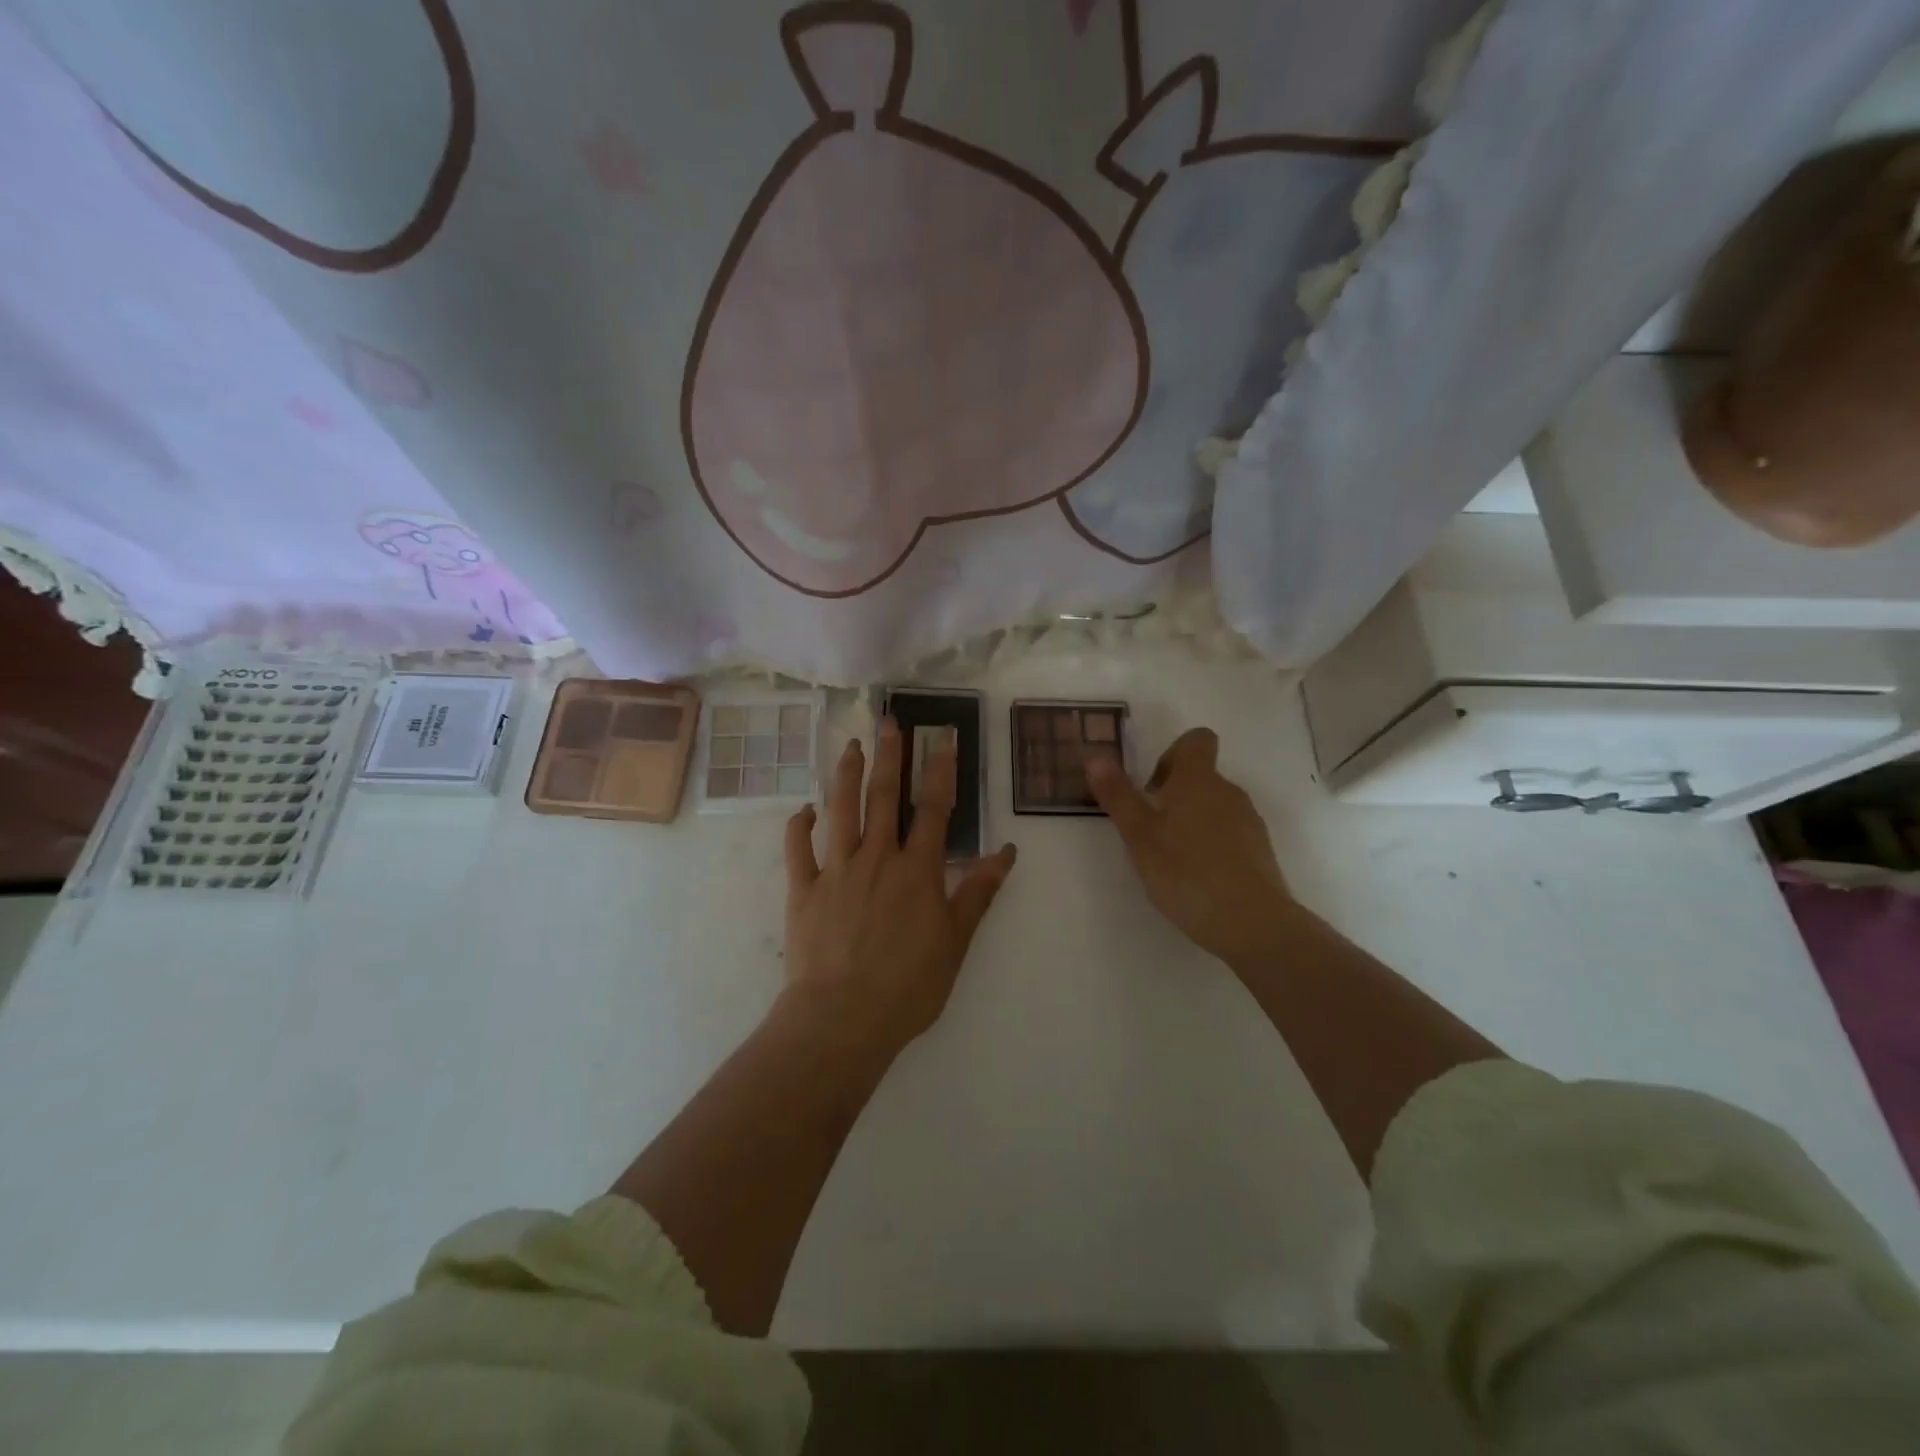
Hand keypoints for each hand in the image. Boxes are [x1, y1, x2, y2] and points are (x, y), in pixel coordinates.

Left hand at [782, 717, 1017, 1057]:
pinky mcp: (803, 890)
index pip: (934, 809)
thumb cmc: (908, 985)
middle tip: (890, 722)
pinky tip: (805, 809)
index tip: (944, 738)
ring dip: (847, 776)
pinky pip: (798, 849)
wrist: (842, 1018)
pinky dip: (800, 825)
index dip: (941, 771)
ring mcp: (835, 871)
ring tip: (852, 746)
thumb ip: (979, 893)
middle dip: (891, 757)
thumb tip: (1007, 852)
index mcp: (917, 870)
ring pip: (841, 811)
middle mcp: (877, 858)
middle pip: (885, 798)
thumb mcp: (956, 941)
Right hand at [1088, 728, 1294, 965]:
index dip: (1172, 754)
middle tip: (1150, 830)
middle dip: (1173, 795)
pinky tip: (1197, 877)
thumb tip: (1096, 756)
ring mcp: (1249, 821)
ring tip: (1171, 858)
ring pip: (1214, 806)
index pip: (1196, 740)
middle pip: (1201, 776)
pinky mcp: (1260, 850)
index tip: (1152, 787)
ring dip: (1191, 820)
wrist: (1251, 922)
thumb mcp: (1139, 836)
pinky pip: (1230, 833)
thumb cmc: (1186, 872)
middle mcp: (1228, 792)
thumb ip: (1118, 795)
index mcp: (1198, 781)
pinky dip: (1211, 844)